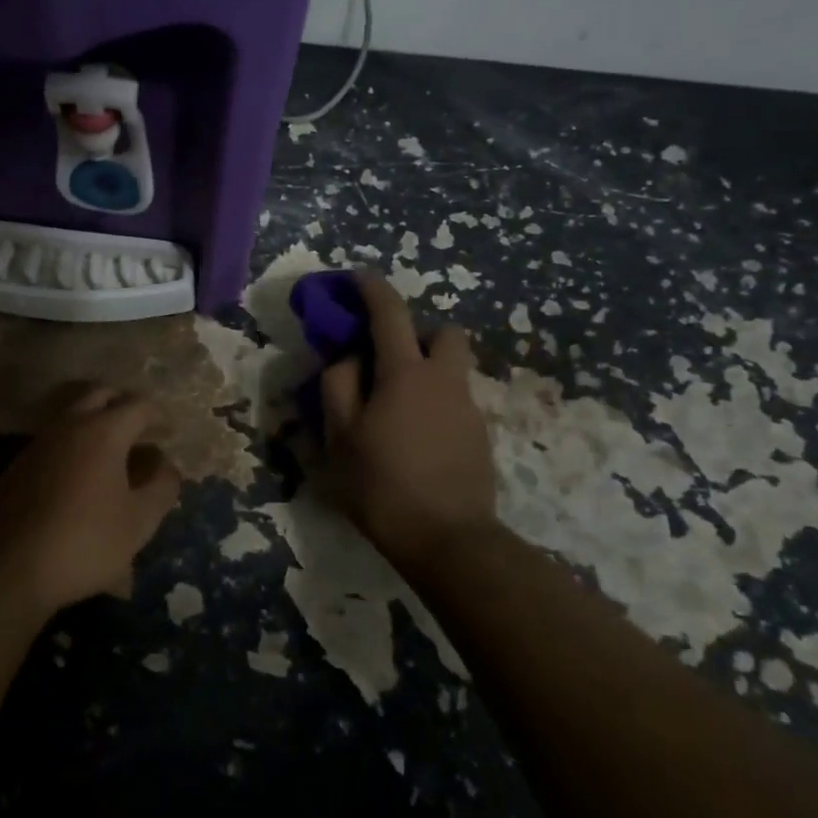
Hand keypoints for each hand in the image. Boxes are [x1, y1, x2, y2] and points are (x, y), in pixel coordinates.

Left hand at [0, 384, 181, 613]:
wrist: (10, 567)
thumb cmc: (85, 541)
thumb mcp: (140, 521)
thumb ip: (162, 486)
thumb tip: (164, 464)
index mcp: (103, 431)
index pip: (139, 405)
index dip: (159, 416)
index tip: (170, 434)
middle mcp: (69, 425)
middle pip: (101, 396)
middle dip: (124, 407)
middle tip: (141, 432)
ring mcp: (40, 442)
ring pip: (74, 417)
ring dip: (98, 425)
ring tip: (116, 456)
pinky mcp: (20, 465)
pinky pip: (57, 442)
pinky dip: (76, 446)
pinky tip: (84, 479)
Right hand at [320, 273, 497, 577]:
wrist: (448, 539)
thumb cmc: (382, 484)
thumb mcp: (340, 436)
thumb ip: (338, 386)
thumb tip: (347, 358)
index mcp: (405, 374)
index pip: (390, 313)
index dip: (372, 289)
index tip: (357, 278)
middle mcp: (444, 380)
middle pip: (444, 333)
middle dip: (417, 333)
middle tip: (387, 359)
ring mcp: (468, 409)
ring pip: (451, 369)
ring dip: (425, 370)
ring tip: (395, 408)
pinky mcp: (479, 436)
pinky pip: (454, 401)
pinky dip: (434, 403)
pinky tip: (414, 438)